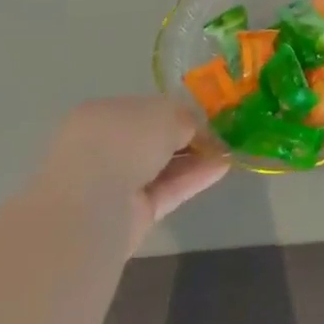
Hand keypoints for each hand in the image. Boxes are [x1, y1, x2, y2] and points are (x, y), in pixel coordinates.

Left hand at [45, 96, 229, 234]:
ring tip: (230, 150)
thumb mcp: (164, 113)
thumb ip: (184, 118)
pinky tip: (223, 167)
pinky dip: (195, 178)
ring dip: (196, 157)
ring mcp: (117, 183)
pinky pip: (169, 189)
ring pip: (164, 166)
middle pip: (154, 139)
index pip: (145, 110)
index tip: (205, 115)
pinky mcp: (132, 214)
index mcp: (102, 115)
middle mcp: (105, 148)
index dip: (176, 112)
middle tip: (221, 133)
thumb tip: (195, 130)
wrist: (93, 206)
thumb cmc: (123, 142)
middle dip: (187, 137)